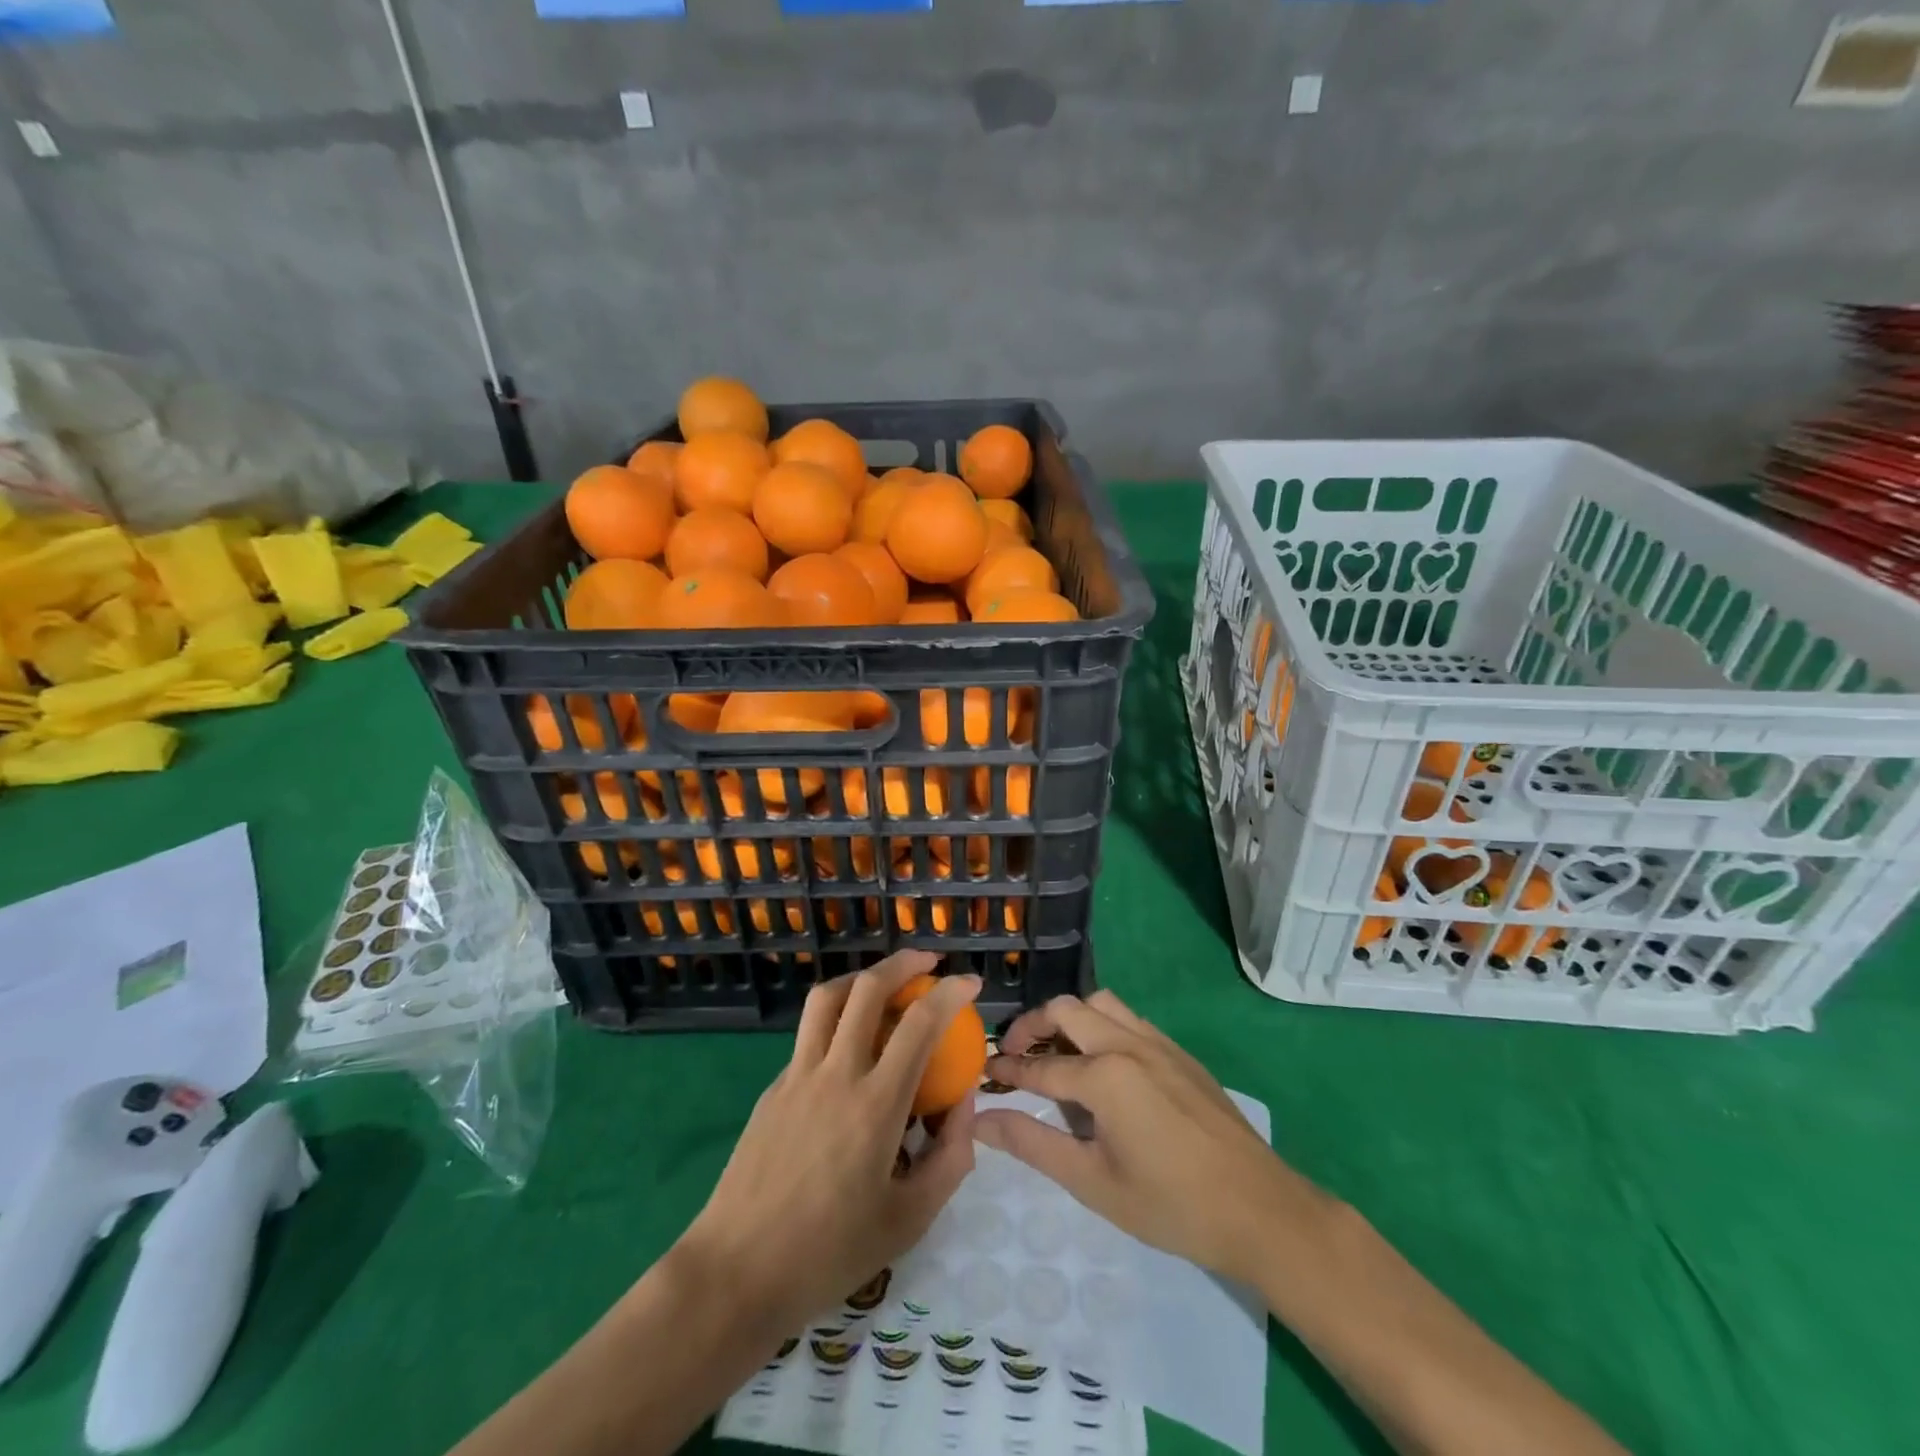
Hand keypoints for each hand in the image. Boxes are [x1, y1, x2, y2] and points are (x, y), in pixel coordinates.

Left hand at [675, 951, 980, 1335]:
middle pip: (867, 989)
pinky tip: (846, 1054)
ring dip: (861, 979)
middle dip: (903, 962)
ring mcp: (797, 1076)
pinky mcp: (773, 1089)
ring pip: (827, 998)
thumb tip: (965, 1105)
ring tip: (883, 985)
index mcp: (876, 1104)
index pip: (920, 1023)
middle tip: (928, 961)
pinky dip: (835, 1023)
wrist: (737, 1273)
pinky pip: (808, 1037)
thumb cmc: (829, 1253)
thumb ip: (949, 1159)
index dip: (951, 992)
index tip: (970, 983)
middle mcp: (836, 1074)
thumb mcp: (909, 1220)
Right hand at [975, 990, 1326, 1284]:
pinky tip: (1104, 1064)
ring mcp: (1158, 1043)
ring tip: (1058, 1052)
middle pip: (1066, 1010)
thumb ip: (1033, 1144)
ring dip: (1070, 1018)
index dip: (1007, 1070)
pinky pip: (1130, 1019)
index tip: (982, 1074)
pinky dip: (1103, 1025)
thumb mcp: (1092, 1182)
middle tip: (1015, 1055)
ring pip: (1101, 1004)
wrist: (1260, 1210)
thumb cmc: (1171, 1205)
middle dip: (1032, 1026)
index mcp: (1105, 1076)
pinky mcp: (1180, 1053)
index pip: (1040, 1066)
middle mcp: (1128, 1044)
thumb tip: (982, 1121)